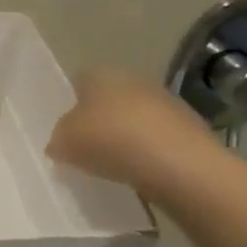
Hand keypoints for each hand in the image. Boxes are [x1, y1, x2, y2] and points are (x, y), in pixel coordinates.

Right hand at [46, 68, 215, 193]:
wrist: (178, 163)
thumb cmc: (110, 140)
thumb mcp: (65, 142)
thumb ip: (58, 139)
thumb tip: (59, 143)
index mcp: (100, 74)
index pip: (78, 82)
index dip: (70, 104)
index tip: (64, 131)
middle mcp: (133, 79)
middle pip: (108, 100)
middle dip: (98, 121)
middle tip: (85, 149)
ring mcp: (165, 102)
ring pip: (134, 118)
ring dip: (124, 138)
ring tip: (112, 166)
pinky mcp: (188, 128)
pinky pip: (156, 139)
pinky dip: (146, 153)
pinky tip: (139, 172)